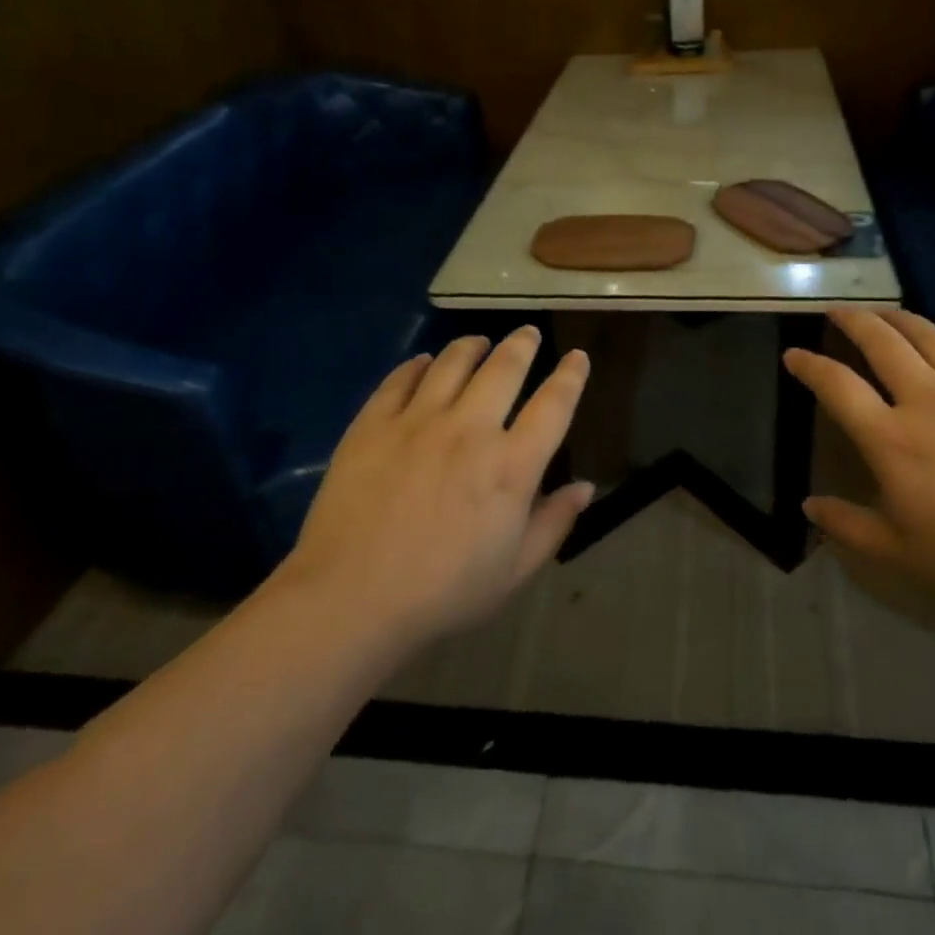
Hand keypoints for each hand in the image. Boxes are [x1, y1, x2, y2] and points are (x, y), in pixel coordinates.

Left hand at [280, 328, 593, 646]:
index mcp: (511, 466)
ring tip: (478, 342)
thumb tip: (585, 487)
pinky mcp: (373, 424)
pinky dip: (418, 365)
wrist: (350, 600)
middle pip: (504, 367)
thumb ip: (554, 523)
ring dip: (472, 346)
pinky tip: (424, 363)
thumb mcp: (514, 571)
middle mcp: (470, 430)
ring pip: (453, 362)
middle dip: (522, 344)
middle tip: (528, 334)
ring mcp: (418, 421)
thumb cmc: (443, 593)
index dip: (570, 375)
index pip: (554, 405)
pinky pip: (400, 379)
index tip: (577, 356)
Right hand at [784, 311, 934, 612]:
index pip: (837, 386)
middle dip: (853, 321)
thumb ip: (847, 525)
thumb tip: (808, 506)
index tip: (793, 354)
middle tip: (837, 312)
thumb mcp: (899, 551)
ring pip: (929, 336)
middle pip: (881, 342)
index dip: (809, 366)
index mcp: (890, 438)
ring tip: (884, 312)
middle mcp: (925, 400)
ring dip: (901, 318)